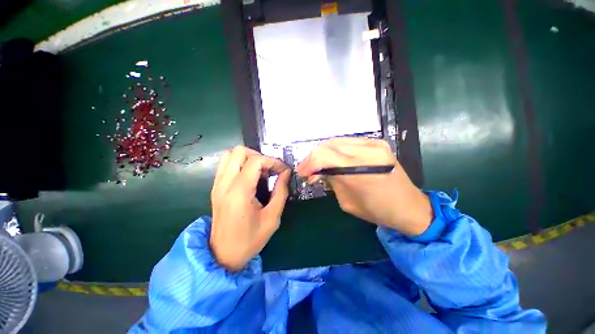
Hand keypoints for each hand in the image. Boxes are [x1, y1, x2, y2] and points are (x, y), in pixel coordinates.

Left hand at [210, 146, 290, 270]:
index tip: (283, 171)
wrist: (223, 255)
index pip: (255, 161)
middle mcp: (224, 184)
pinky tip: (250, 177)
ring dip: (248, 158)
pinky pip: (226, 164)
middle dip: (259, 155)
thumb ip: (281, 192)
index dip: (272, 161)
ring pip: (229, 155)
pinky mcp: (215, 187)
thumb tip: (286, 173)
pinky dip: (240, 163)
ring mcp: (217, 184)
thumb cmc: (250, 239)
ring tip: (260, 171)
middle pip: (239, 151)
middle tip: (270, 169)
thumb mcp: (272, 218)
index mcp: (239, 192)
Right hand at [295, 138, 432, 235]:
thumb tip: (316, 172)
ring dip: (323, 152)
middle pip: (328, 145)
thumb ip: (331, 181)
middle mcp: (368, 150)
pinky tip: (331, 159)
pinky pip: (347, 142)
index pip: (324, 156)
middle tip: (307, 169)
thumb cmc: (377, 211)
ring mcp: (374, 144)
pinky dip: (335, 150)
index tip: (301, 172)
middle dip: (313, 157)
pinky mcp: (377, 143)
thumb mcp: (347, 201)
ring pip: (336, 141)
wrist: (409, 206)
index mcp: (360, 169)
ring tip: (317, 164)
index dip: (308, 163)